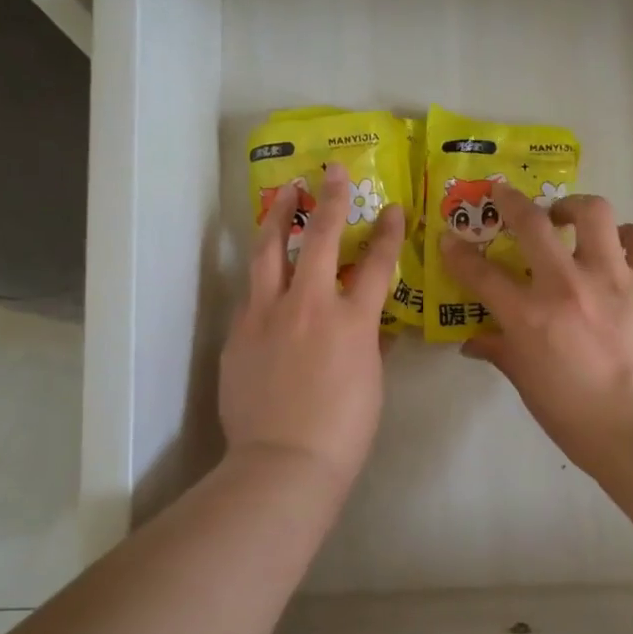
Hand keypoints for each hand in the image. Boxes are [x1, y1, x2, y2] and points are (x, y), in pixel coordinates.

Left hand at [220, 162, 406, 486]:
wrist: (283, 462)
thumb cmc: (343, 431)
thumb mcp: (370, 383)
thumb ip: (369, 345)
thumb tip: (370, 330)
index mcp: (352, 320)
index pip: (378, 263)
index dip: (389, 232)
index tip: (394, 209)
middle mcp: (309, 304)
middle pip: (322, 237)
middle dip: (331, 198)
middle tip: (330, 171)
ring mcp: (267, 314)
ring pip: (270, 250)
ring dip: (280, 217)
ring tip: (285, 195)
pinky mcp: (238, 332)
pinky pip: (252, 294)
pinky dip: (263, 277)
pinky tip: (267, 276)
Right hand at [439, 185, 632, 480]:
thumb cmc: (576, 417)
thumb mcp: (526, 384)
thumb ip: (499, 352)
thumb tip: (472, 342)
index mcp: (529, 316)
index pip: (481, 273)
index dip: (458, 253)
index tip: (449, 239)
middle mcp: (567, 286)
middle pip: (532, 224)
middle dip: (510, 201)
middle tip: (503, 194)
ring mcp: (612, 280)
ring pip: (594, 214)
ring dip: (574, 206)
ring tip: (567, 215)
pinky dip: (628, 236)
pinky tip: (618, 247)